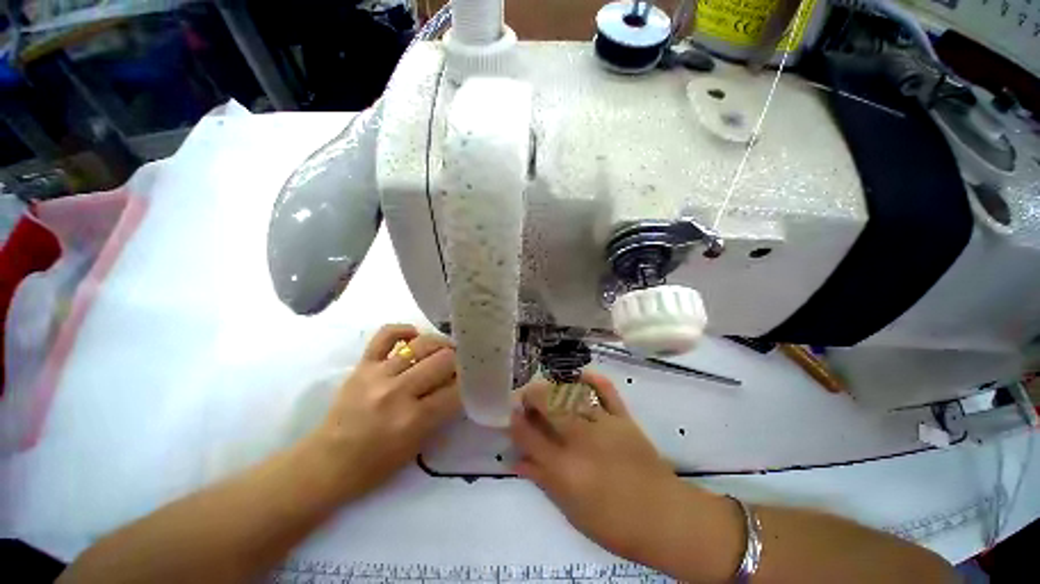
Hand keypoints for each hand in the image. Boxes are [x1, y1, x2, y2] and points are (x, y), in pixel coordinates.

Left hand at [306, 324, 461, 501]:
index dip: (469, 382)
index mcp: (414, 419)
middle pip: (444, 360)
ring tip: (445, 350)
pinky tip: (415, 336)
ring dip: (441, 345)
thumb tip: (460, 383)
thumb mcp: (418, 444)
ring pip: (422, 345)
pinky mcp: (363, 365)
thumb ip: (442, 411)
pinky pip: (386, 335)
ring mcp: (378, 374)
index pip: (457, 390)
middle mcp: (398, 392)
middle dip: (459, 361)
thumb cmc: (377, 463)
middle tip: (461, 364)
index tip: (473, 379)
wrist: (328, 463)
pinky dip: (404, 330)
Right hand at [509, 371, 701, 561]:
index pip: (529, 437)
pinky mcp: (624, 419)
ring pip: (572, 395)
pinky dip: (592, 379)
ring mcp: (604, 426)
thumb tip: (517, 461)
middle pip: (548, 406)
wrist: (665, 518)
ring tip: (546, 388)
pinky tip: (580, 376)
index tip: (512, 415)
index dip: (516, 422)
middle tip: (526, 398)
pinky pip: (606, 391)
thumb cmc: (614, 524)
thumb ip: (543, 480)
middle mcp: (580, 441)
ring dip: (554, 387)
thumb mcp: (571, 510)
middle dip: (531, 396)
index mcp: (564, 470)